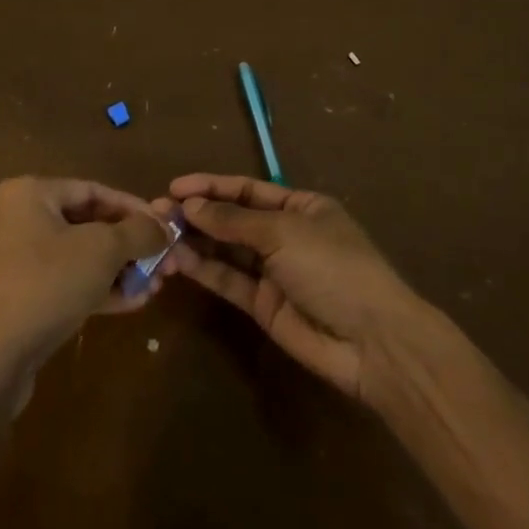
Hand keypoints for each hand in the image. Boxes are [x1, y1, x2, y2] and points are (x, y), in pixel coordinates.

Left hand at [0, 178, 170, 375]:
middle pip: (84, 224)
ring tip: (153, 286)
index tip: (164, 228)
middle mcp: (13, 220)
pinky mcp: (9, 300)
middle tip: (162, 262)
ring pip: (74, 257)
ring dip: (116, 270)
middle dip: (128, 245)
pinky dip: (93, 289)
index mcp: (27, 194)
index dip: (134, 208)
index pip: (93, 190)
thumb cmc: (44, 286)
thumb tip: (163, 226)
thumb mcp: (102, 251)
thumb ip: (138, 232)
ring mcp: (8, 262)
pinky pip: (59, 283)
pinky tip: (129, 303)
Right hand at [164, 173, 425, 401]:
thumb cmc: (333, 267)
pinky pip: (229, 280)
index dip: (211, 186)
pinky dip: (204, 269)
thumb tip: (191, 205)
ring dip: (194, 241)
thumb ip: (234, 221)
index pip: (247, 189)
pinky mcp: (264, 306)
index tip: (174, 187)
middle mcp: (285, 234)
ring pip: (226, 250)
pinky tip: (178, 260)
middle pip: (233, 219)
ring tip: (158, 234)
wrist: (372, 341)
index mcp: (301, 206)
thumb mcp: (284, 232)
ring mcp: (274, 272)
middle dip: (197, 214)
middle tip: (156, 212)